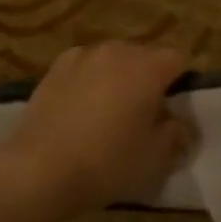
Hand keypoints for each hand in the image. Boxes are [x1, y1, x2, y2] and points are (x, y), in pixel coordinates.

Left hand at [0, 43, 194, 216]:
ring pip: (114, 58)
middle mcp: (118, 51)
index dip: (181, 81)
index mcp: (148, 69)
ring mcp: (84, 55)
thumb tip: (179, 124)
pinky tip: (81, 105)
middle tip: (143, 112)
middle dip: (150, 77)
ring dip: (119, 75)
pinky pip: (86, 64)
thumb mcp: (154, 159)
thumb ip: (175, 135)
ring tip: (109, 109)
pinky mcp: (57, 66)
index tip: (173, 108)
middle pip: (145, 55)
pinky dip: (91, 77)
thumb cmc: (106, 164)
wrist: (39, 169)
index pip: (178, 59)